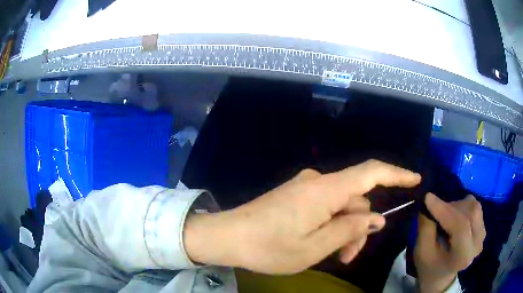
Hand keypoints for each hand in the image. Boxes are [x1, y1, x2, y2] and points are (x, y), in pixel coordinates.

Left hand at [184, 160, 420, 273]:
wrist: (227, 236)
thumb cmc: (268, 247)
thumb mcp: (314, 248)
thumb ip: (348, 230)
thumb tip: (376, 218)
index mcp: (324, 190)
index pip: (370, 173)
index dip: (396, 174)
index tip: (415, 180)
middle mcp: (318, 181)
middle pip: (356, 200)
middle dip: (360, 227)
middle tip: (349, 256)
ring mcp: (305, 187)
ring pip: (342, 206)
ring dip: (345, 230)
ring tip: (336, 256)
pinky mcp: (297, 195)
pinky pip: (326, 206)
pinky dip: (331, 225)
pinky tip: (322, 244)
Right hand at [415, 193, 485, 291]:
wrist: (441, 274)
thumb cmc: (429, 265)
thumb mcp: (422, 252)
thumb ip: (426, 228)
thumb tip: (429, 201)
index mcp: (463, 256)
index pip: (460, 227)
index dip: (445, 210)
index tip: (428, 197)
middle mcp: (477, 244)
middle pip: (470, 212)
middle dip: (451, 207)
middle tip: (436, 210)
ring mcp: (482, 235)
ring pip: (473, 206)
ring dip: (457, 206)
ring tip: (445, 216)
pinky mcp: (483, 227)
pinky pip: (475, 207)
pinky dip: (462, 206)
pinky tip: (454, 217)